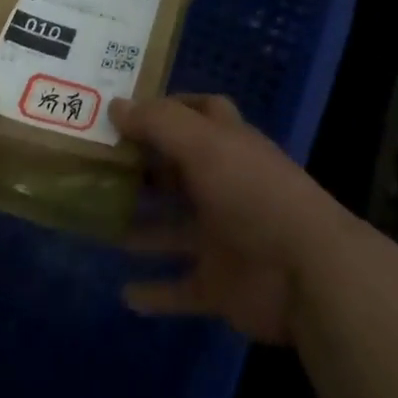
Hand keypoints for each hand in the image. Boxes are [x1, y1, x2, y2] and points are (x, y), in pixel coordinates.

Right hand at [112, 93, 354, 344]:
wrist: (305, 272)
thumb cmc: (252, 193)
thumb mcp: (204, 144)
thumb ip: (159, 123)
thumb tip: (115, 105)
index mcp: (227, 144)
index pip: (197, 112)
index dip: (165, 107)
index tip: (122, 108)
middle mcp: (223, 184)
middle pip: (176, 170)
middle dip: (141, 166)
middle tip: (91, 164)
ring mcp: (221, 236)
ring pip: (171, 228)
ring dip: (139, 227)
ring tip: (93, 222)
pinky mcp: (219, 284)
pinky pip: (180, 288)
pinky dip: (155, 293)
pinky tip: (123, 293)